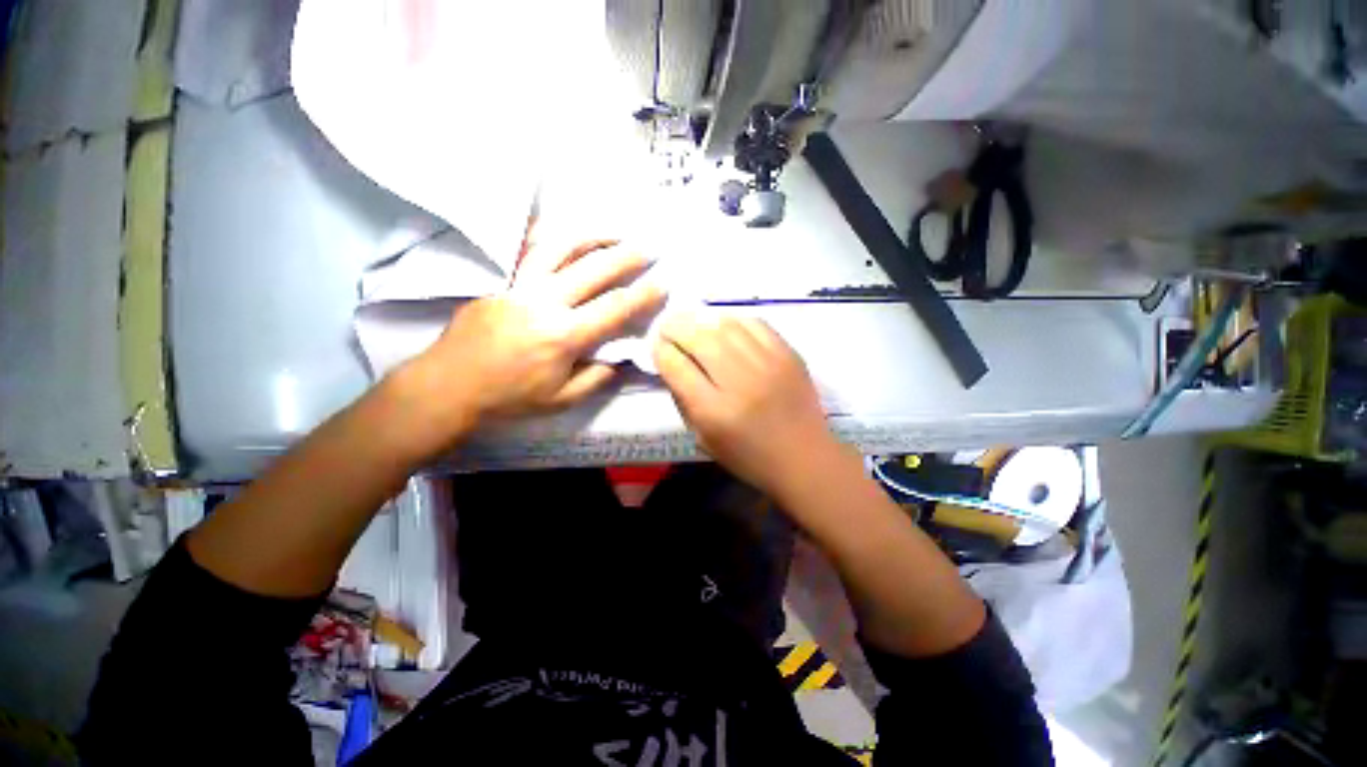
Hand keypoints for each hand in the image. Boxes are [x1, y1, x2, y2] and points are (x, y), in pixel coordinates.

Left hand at [396, 239, 664, 452]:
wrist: (448, 385)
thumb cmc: (508, 398)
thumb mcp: (561, 399)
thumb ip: (597, 378)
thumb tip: (621, 358)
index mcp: (563, 336)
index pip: (614, 309)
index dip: (643, 295)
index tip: (663, 282)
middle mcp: (544, 302)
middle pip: (593, 269)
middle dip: (627, 256)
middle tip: (650, 247)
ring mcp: (520, 286)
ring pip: (560, 248)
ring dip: (593, 236)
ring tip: (615, 232)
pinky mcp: (502, 281)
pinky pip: (530, 250)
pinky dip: (553, 235)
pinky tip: (568, 232)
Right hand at [653, 314, 837, 496]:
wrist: (804, 458)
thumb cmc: (749, 457)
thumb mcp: (703, 438)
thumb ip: (684, 400)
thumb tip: (672, 362)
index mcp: (715, 411)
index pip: (676, 366)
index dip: (660, 350)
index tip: (657, 346)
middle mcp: (740, 382)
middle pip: (699, 337)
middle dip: (675, 326)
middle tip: (668, 327)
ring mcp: (768, 364)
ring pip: (725, 324)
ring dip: (701, 320)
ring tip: (693, 323)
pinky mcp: (789, 354)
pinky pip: (754, 323)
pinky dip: (733, 320)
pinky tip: (725, 326)